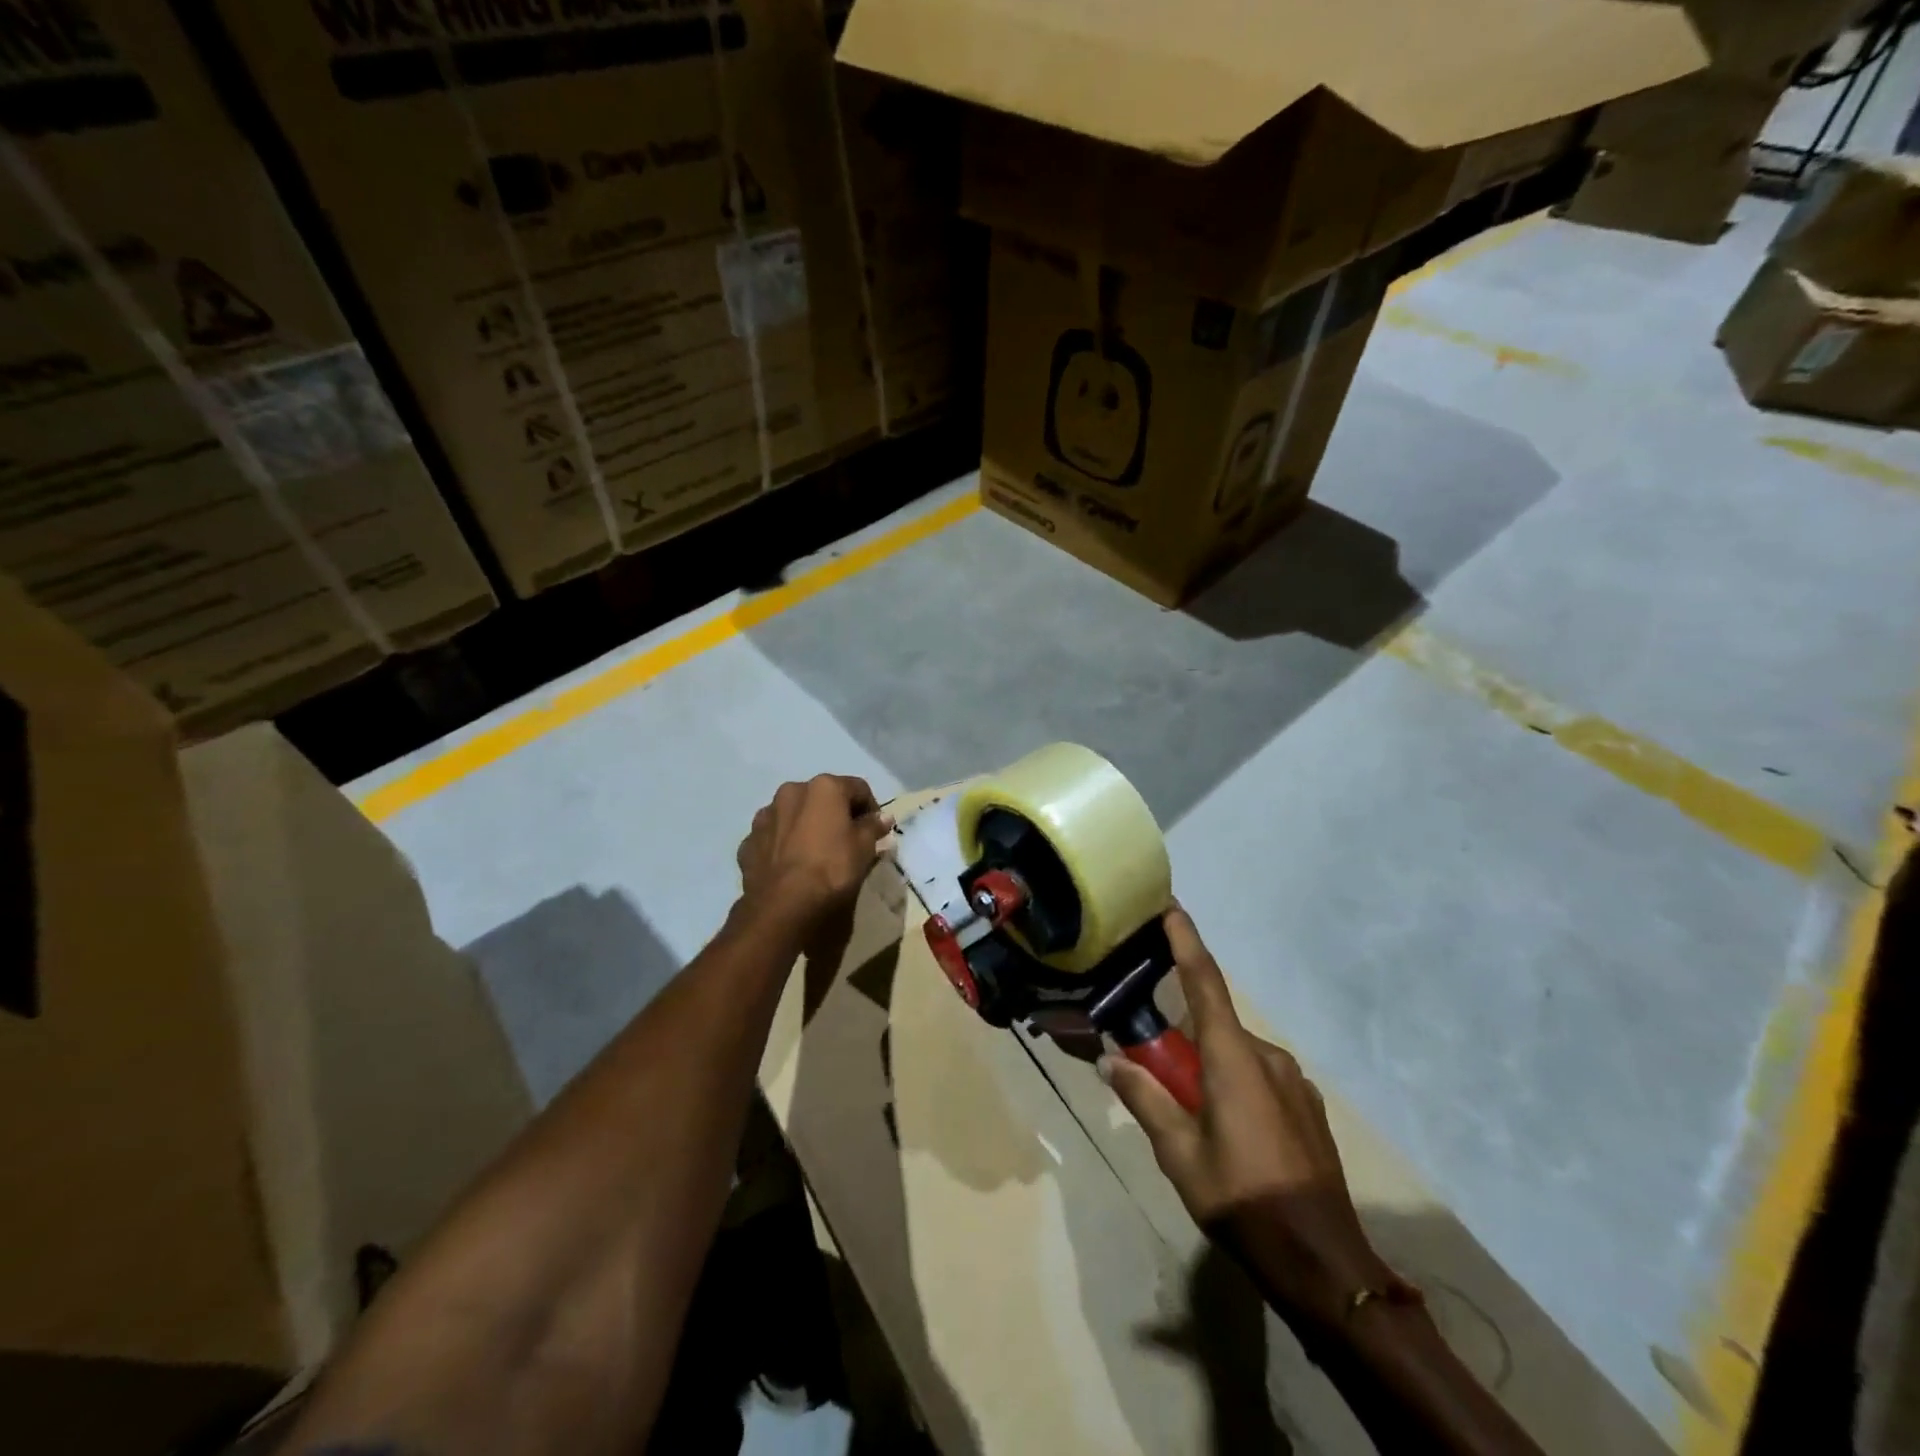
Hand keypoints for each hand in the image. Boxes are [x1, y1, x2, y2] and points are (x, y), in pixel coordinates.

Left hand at [736, 775, 892, 936]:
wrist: (783, 906)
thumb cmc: (832, 869)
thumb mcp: (864, 848)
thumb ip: (873, 827)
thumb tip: (883, 817)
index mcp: (823, 787)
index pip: (858, 788)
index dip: (871, 809)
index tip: (876, 832)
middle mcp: (791, 792)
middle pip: (822, 798)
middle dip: (836, 815)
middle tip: (847, 842)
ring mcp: (765, 816)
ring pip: (794, 815)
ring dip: (807, 827)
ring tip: (817, 855)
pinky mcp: (748, 842)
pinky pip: (774, 837)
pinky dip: (785, 845)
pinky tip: (793, 866)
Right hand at [1104, 907, 1406, 1326]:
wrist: (1325, 1263)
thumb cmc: (1243, 1199)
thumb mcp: (1179, 1154)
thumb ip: (1144, 1099)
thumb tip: (1109, 1061)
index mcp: (1233, 1057)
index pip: (1204, 981)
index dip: (1186, 940)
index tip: (1171, 906)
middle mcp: (1268, 1056)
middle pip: (1214, 1025)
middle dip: (1182, 1038)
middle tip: (1153, 1065)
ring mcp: (1294, 1082)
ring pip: (1236, 1055)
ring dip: (1207, 1067)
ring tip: (1189, 1112)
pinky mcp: (1308, 1107)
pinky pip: (1259, 1077)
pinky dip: (1233, 1084)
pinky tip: (1227, 1129)